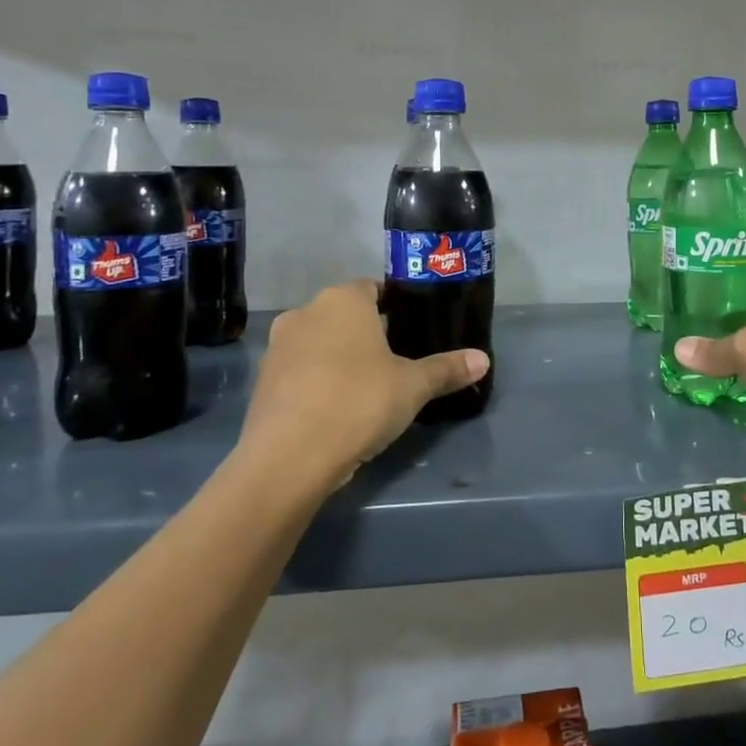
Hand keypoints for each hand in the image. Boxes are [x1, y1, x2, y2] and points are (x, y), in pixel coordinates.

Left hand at [241, 279, 489, 488]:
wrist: (288, 457)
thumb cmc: (359, 401)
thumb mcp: (413, 386)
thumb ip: (447, 369)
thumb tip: (483, 359)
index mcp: (343, 300)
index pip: (373, 288)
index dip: (394, 306)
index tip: (412, 329)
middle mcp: (305, 312)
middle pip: (344, 315)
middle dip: (367, 334)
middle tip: (396, 361)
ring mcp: (278, 347)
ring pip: (319, 343)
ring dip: (339, 358)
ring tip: (367, 388)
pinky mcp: (262, 382)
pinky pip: (300, 372)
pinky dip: (317, 383)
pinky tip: (336, 409)